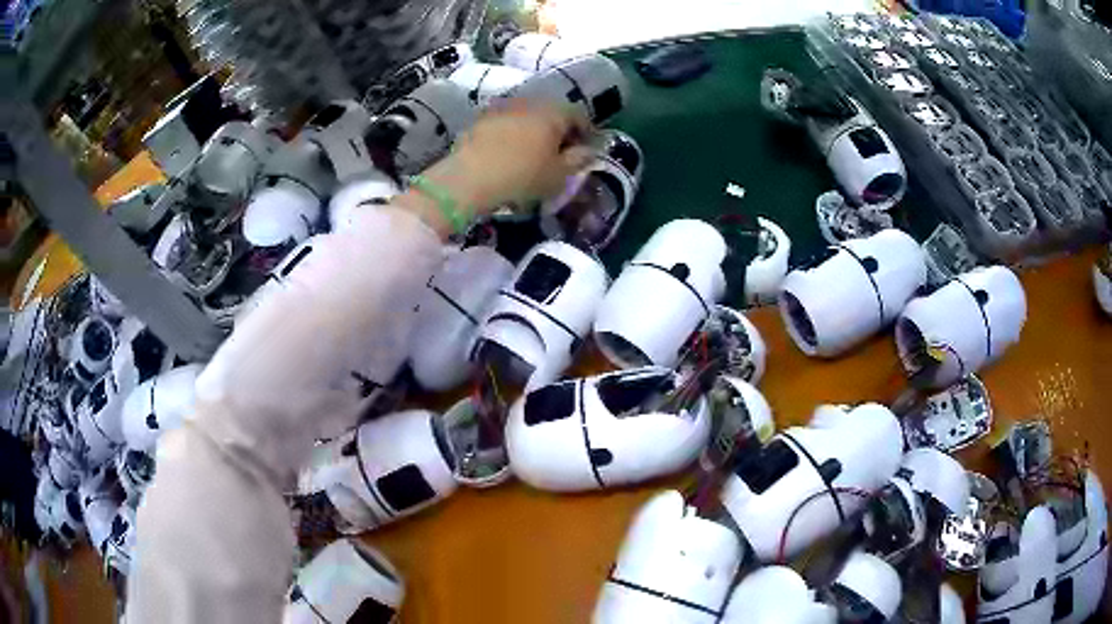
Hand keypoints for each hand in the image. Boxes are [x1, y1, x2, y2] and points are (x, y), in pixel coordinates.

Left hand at [421, 100, 594, 213]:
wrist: (468, 177)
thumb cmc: (522, 176)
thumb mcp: (559, 175)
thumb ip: (578, 161)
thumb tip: (588, 151)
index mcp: (553, 112)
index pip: (578, 115)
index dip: (586, 132)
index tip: (585, 150)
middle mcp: (529, 102)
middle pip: (551, 112)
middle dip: (558, 129)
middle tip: (560, 152)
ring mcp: (502, 107)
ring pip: (526, 116)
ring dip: (533, 131)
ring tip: (533, 153)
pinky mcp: (480, 119)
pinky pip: (505, 123)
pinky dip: (511, 134)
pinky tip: (508, 153)